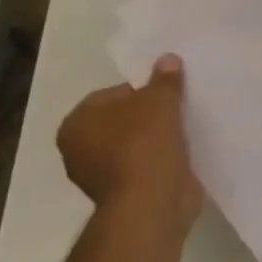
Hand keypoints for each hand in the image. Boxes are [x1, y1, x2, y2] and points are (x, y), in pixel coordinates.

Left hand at [57, 55, 203, 229]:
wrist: (151, 202)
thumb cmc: (144, 143)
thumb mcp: (159, 100)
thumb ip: (164, 79)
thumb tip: (167, 59)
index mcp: (76, 123)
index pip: (112, 94)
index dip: (142, 90)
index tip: (168, 93)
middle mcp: (79, 150)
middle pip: (123, 120)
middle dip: (148, 115)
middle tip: (178, 109)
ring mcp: (100, 176)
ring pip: (134, 145)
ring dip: (156, 139)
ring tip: (184, 130)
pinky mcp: (124, 194)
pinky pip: (145, 166)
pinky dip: (160, 160)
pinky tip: (182, 153)